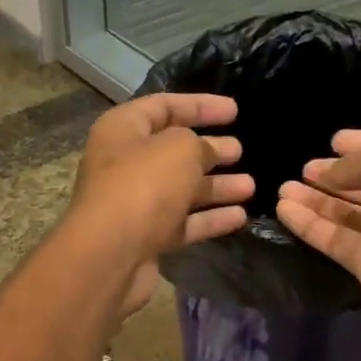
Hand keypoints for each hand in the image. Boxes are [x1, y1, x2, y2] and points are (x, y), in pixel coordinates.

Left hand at [68, 93, 253, 314]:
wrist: (109, 255)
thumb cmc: (143, 186)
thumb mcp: (179, 148)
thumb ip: (200, 143)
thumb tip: (208, 152)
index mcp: (122, 130)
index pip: (163, 107)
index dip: (200, 105)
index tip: (235, 110)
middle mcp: (125, 164)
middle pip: (174, 151)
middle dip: (210, 150)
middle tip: (241, 150)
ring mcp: (135, 203)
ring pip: (182, 189)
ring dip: (216, 186)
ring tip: (251, 186)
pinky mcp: (146, 237)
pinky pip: (183, 222)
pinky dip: (210, 218)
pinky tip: (240, 217)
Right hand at [276, 131, 360, 331]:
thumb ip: (358, 160)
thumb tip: (330, 171)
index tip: (333, 141)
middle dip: (336, 175)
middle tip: (305, 168)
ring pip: (347, 213)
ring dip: (316, 199)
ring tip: (283, 187)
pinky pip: (334, 239)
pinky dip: (310, 224)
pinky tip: (284, 209)